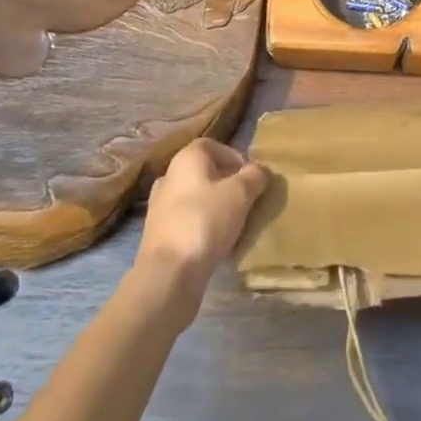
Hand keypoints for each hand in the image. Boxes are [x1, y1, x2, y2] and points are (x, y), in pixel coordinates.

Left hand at [135, 138, 269, 299]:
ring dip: (216, 209)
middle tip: (248, 201)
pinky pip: (188, 224)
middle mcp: (169, 177)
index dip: (234, 157)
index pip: (212, 146)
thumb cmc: (205, 221)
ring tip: (237, 225)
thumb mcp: (240, 194)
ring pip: (196, 200)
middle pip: (204, 173)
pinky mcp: (159, 237)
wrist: (168, 275)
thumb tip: (260, 170)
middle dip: (227, 185)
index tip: (251, 177)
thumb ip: (254, 176)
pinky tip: (219, 246)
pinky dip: (204, 229)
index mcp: (186, 158)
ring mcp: (160, 208)